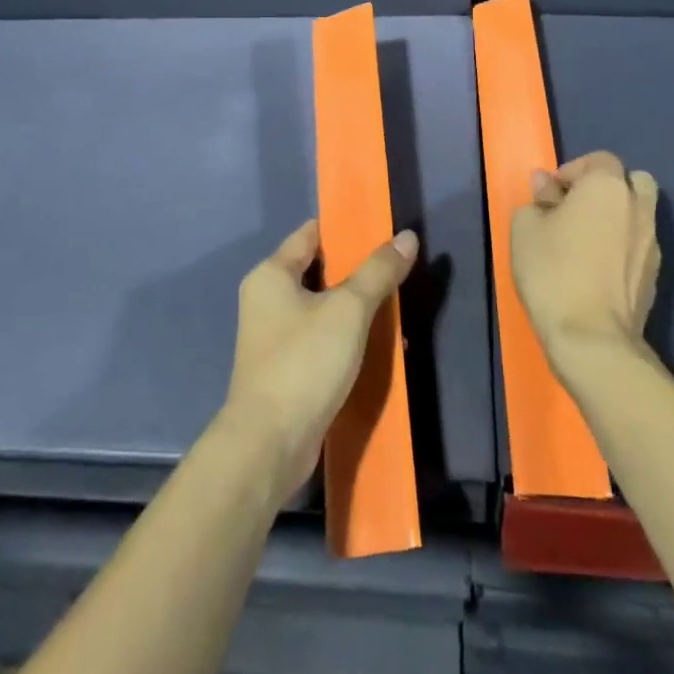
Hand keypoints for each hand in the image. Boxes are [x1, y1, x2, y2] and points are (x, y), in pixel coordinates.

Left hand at [218, 219, 418, 499]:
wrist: (269, 445)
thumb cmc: (304, 362)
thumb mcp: (348, 310)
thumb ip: (378, 272)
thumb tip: (406, 236)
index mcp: (271, 275)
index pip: (310, 235)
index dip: (344, 229)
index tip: (380, 228)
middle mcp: (267, 300)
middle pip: (318, 272)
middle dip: (357, 271)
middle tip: (396, 268)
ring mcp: (274, 337)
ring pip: (323, 309)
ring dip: (356, 309)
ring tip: (396, 307)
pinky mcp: (286, 370)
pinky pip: (322, 340)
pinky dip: (347, 338)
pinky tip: (379, 347)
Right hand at [512, 151, 660, 371]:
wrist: (592, 338)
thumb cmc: (552, 271)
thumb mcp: (525, 228)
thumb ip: (538, 199)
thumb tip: (547, 186)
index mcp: (607, 187)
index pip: (598, 159)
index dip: (572, 171)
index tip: (550, 195)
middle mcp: (638, 207)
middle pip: (631, 181)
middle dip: (606, 188)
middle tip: (576, 209)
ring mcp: (652, 242)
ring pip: (639, 213)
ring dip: (617, 217)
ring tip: (587, 240)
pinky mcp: (655, 275)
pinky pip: (639, 244)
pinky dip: (623, 245)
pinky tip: (598, 268)